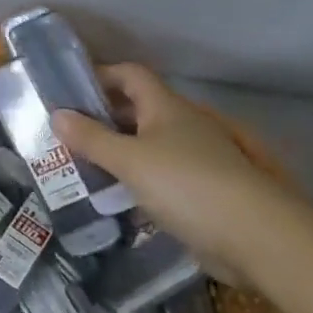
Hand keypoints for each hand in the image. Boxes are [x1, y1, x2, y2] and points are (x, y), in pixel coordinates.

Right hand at [51, 63, 308, 282]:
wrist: (256, 238)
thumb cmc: (187, 185)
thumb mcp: (129, 160)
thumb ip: (91, 138)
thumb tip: (56, 114)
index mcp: (168, 107)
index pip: (131, 75)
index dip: (102, 74)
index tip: (70, 89)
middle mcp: (184, 125)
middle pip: (138, 109)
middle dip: (103, 117)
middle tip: (67, 132)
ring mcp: (197, 159)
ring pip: (148, 144)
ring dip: (118, 151)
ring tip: (82, 165)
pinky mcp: (203, 191)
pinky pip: (160, 175)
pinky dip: (136, 180)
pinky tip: (116, 197)